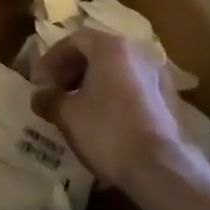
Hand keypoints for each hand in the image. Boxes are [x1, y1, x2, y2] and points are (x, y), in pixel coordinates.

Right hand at [30, 29, 208, 187]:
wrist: (159, 169)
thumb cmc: (106, 131)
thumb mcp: (67, 114)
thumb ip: (49, 99)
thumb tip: (39, 96)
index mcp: (112, 48)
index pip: (75, 40)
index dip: (53, 58)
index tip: (40, 80)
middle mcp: (139, 54)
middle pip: (98, 52)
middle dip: (73, 70)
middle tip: (57, 91)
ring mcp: (158, 77)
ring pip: (118, 71)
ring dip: (94, 84)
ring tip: (78, 107)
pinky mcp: (169, 101)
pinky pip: (134, 89)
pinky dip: (114, 96)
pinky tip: (104, 120)